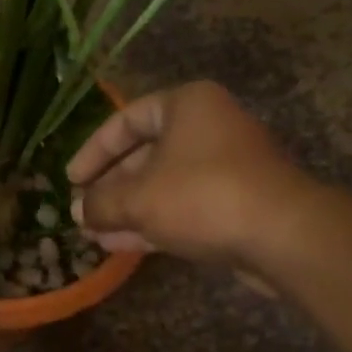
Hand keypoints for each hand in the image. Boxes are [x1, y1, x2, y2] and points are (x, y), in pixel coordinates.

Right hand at [66, 81, 318, 270]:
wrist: (281, 235)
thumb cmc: (201, 196)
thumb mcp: (138, 198)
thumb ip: (100, 203)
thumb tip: (77, 211)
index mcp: (186, 106)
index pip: (127, 120)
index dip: (94, 150)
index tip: (70, 179)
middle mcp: (207, 128)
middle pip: (145, 154)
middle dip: (110, 187)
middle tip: (81, 211)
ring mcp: (224, 167)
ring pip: (162, 185)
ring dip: (127, 209)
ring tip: (93, 233)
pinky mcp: (234, 202)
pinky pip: (183, 206)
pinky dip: (152, 221)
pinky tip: (119, 245)